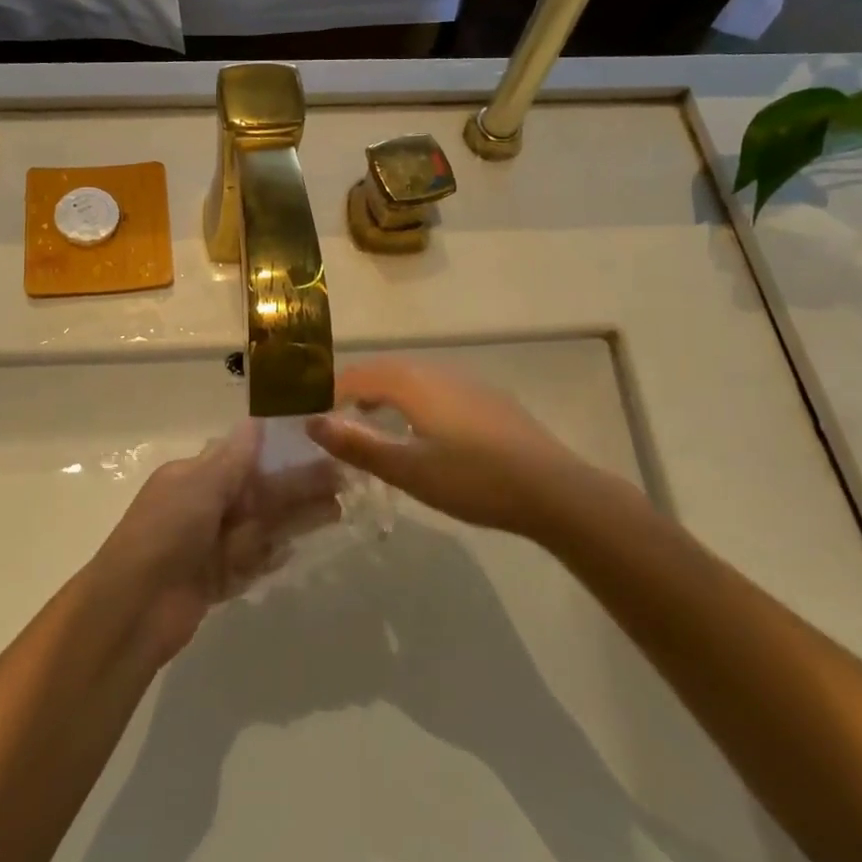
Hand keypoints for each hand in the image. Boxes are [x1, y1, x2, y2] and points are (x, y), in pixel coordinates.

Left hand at [94, 421, 340, 666]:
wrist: (133, 609)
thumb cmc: (166, 533)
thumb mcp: (198, 484)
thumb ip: (233, 458)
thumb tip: (255, 422)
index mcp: (195, 476)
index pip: (245, 458)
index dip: (281, 453)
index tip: (317, 445)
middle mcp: (204, 507)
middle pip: (260, 493)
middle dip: (298, 487)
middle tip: (342, 480)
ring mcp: (210, 546)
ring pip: (262, 527)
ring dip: (296, 518)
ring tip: (337, 510)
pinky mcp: (216, 581)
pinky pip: (251, 563)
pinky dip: (271, 557)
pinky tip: (295, 550)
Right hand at [304, 358, 592, 537]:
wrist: (553, 489)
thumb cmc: (474, 479)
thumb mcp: (409, 469)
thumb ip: (358, 445)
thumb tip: (312, 422)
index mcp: (412, 382)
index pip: (356, 376)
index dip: (328, 392)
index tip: (308, 413)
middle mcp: (436, 371)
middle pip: (383, 371)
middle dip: (353, 390)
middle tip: (333, 419)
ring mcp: (466, 382)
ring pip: (411, 378)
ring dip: (383, 395)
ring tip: (369, 423)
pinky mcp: (486, 398)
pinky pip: (433, 388)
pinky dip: (411, 401)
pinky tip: (420, 430)